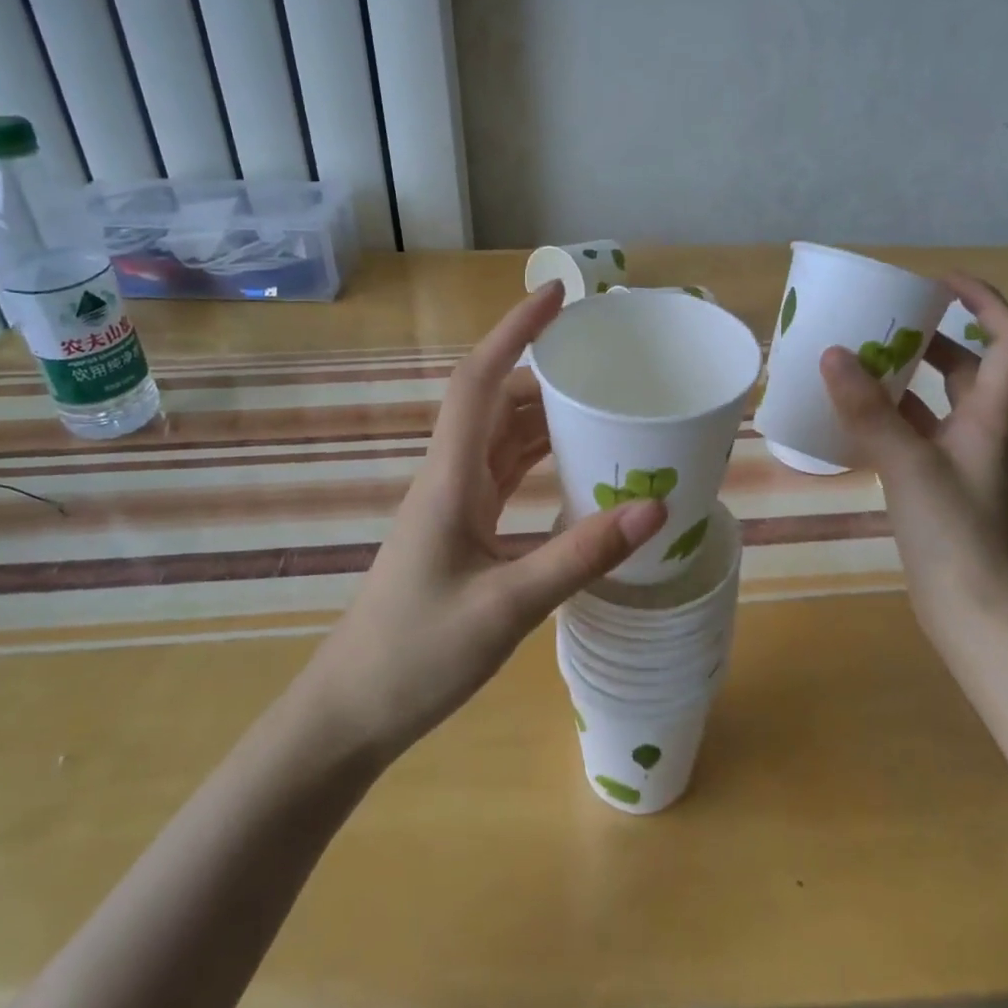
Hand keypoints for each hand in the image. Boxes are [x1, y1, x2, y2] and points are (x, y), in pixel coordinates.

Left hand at [306, 284, 666, 762]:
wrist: (352, 712)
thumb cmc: (416, 655)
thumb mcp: (508, 607)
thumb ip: (581, 556)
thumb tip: (656, 505)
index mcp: (451, 478)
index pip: (480, 380)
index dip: (515, 331)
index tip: (557, 295)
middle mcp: (450, 478)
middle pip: (495, 401)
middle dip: (545, 373)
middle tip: (605, 365)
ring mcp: (454, 505)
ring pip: (501, 437)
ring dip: (545, 416)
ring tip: (602, 408)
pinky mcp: (462, 531)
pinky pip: (504, 474)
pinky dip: (539, 458)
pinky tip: (575, 468)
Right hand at [819, 273, 1007, 652]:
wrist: (975, 614)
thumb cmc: (956, 535)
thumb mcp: (908, 465)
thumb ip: (869, 411)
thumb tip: (833, 353)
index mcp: (990, 415)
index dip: (984, 302)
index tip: (940, 282)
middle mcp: (980, 430)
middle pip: (969, 367)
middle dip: (934, 337)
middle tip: (886, 322)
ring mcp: (958, 461)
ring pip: (937, 402)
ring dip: (906, 378)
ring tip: (860, 362)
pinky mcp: (936, 486)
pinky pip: (914, 434)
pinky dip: (888, 418)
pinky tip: (852, 418)